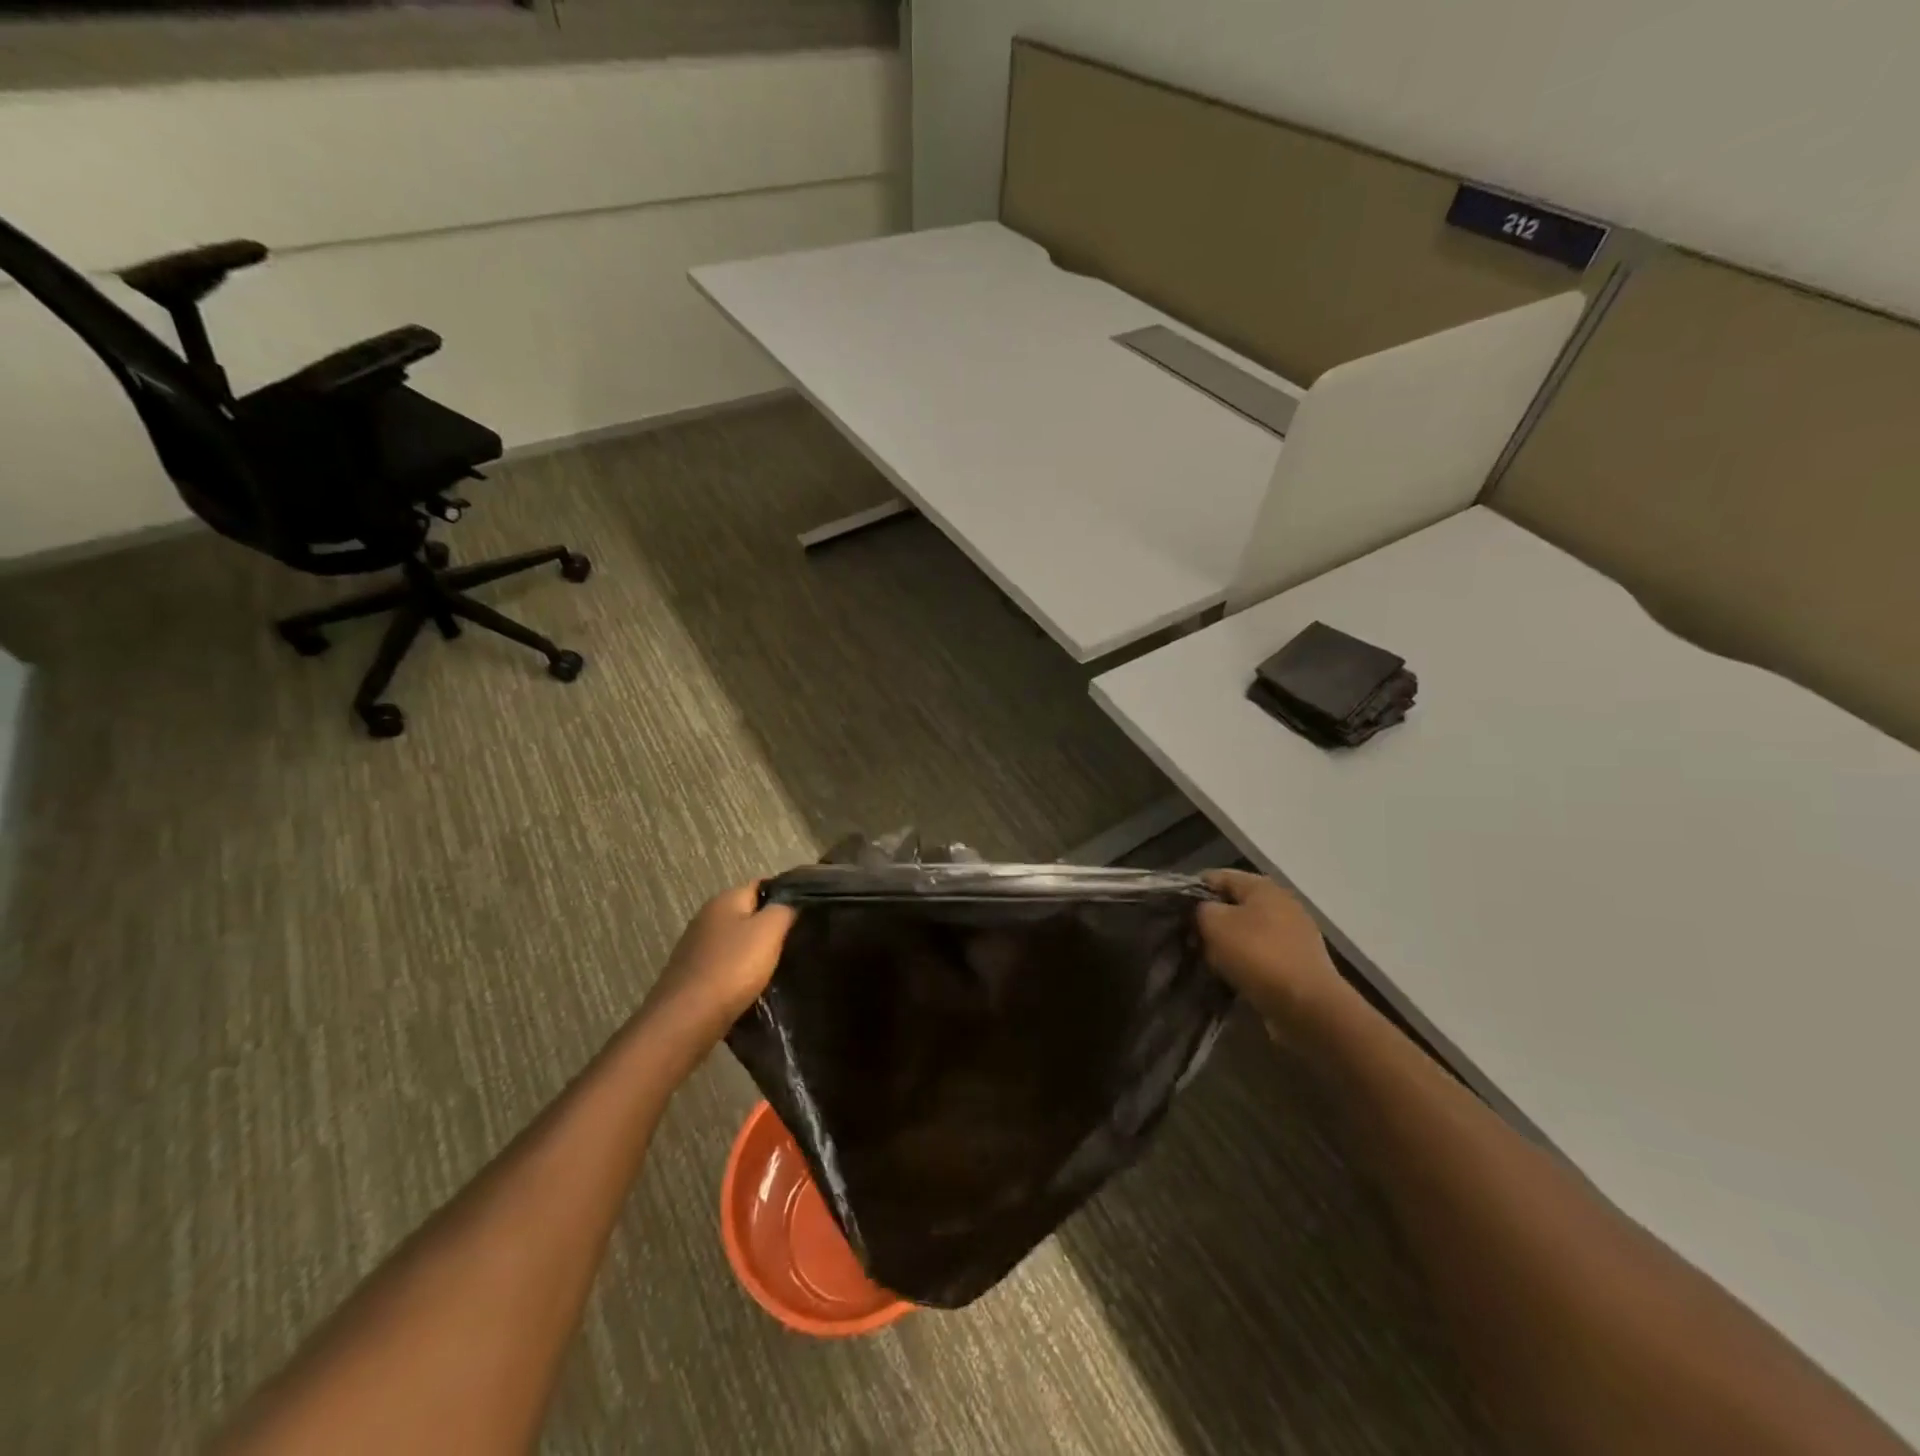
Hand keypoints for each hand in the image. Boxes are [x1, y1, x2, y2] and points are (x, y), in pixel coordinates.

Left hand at [640, 883, 796, 1049]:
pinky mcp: (692, 975)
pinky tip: (753, 987)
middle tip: (797, 942)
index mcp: (724, 900)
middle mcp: (707, 917)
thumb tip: (791, 901)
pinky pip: (725, 966)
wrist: (686, 1020)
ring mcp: (696, 947)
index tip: (807, 914)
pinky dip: (740, 973)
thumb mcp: (769, 931)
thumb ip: (784, 910)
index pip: (762, 886)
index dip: (786, 896)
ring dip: (755, 952)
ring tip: (780, 967)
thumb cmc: (732, 968)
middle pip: (749, 914)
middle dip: (771, 926)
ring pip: (737, 942)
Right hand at [1197, 870, 1344, 1026]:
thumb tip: (1204, 912)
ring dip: (1228, 943)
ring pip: (1248, 931)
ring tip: (1208, 959)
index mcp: (1262, 886)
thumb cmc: (1258, 955)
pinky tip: (1232, 976)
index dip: (1194, 889)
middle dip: (1212, 919)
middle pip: (1235, 905)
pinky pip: (1263, 955)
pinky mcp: (1299, 962)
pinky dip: (1246, 962)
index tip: (1175, 909)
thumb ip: (1202, 910)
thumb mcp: (1215, 924)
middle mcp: (1282, 903)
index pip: (1219, 877)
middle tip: (1190, 937)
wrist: (1308, 1006)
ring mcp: (1295, 934)